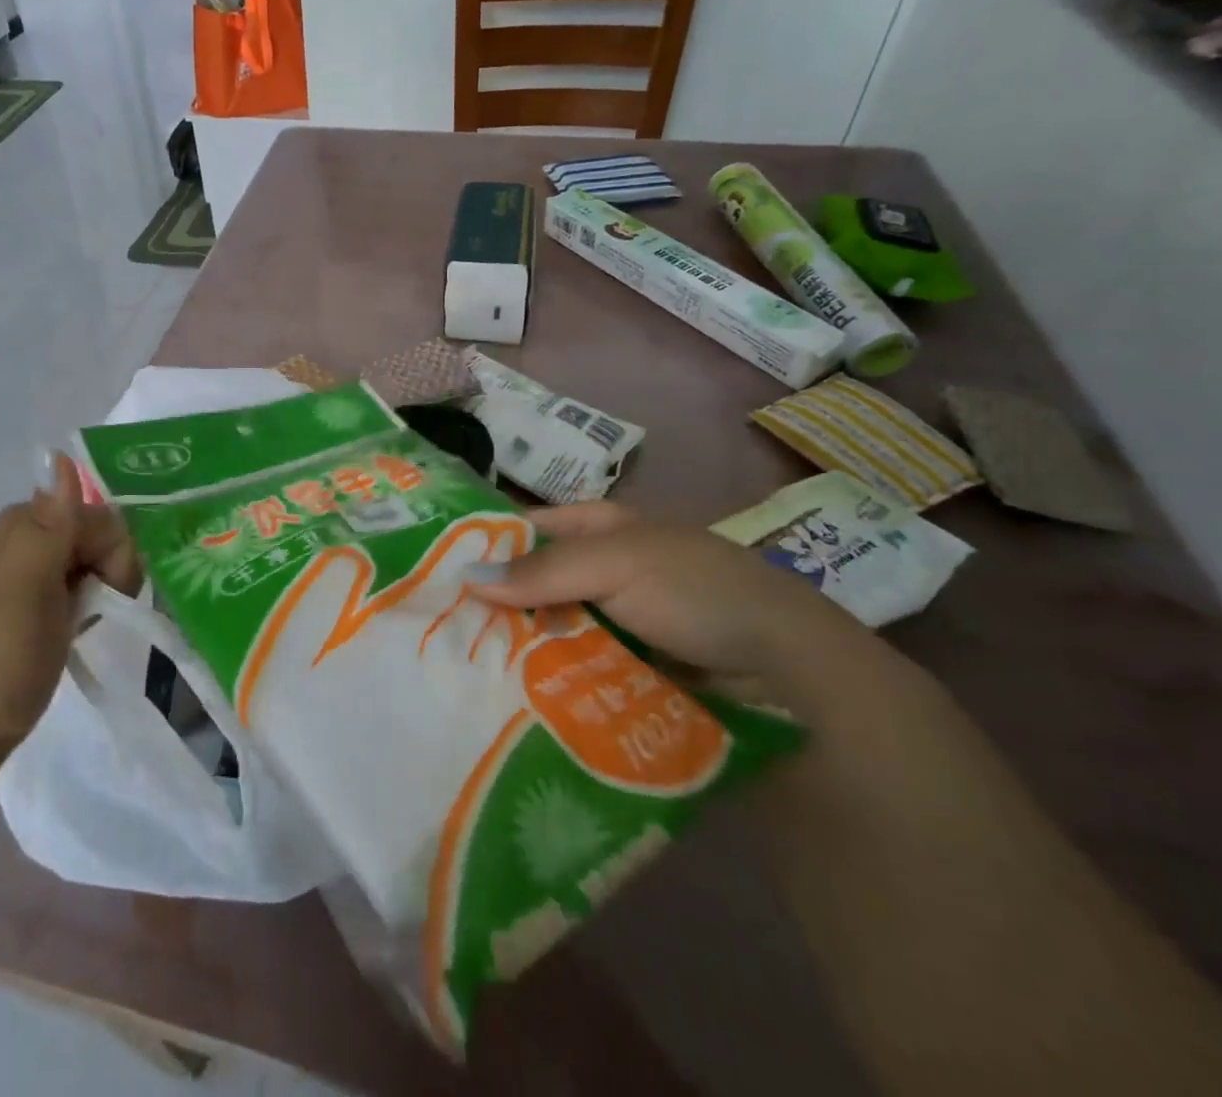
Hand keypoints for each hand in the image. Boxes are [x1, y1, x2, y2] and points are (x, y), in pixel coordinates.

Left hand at [0, 454, 140, 776]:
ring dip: (109, 587)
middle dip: (114, 569)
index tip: (104, 593)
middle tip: (93, 612)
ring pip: (103, 557)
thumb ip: (50, 531)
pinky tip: (86, 623)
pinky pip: (92, 579)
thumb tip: (66, 462)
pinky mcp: (48, 597)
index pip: (101, 516)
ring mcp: (40, 567)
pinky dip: (99, 600)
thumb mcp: (21, 595)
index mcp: (25, 523)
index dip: (114, 552)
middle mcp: (34, 534)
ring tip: (87, 622)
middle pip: (105, 533)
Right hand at [464, 501, 862, 700]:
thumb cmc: (696, 591)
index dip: (483, 546)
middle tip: (440, 633)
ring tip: (464, 670)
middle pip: (531, 581)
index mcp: (596, 527)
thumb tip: (464, 578)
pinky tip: (513, 694)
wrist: (786, 668)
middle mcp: (599, 567)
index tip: (435, 577)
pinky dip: (548, 675)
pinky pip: (573, 663)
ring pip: (548, 625)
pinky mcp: (624, 663)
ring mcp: (612, 617)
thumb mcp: (618, 565)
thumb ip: (542, 572)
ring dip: (518, 645)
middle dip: (494, 605)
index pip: (523, 529)